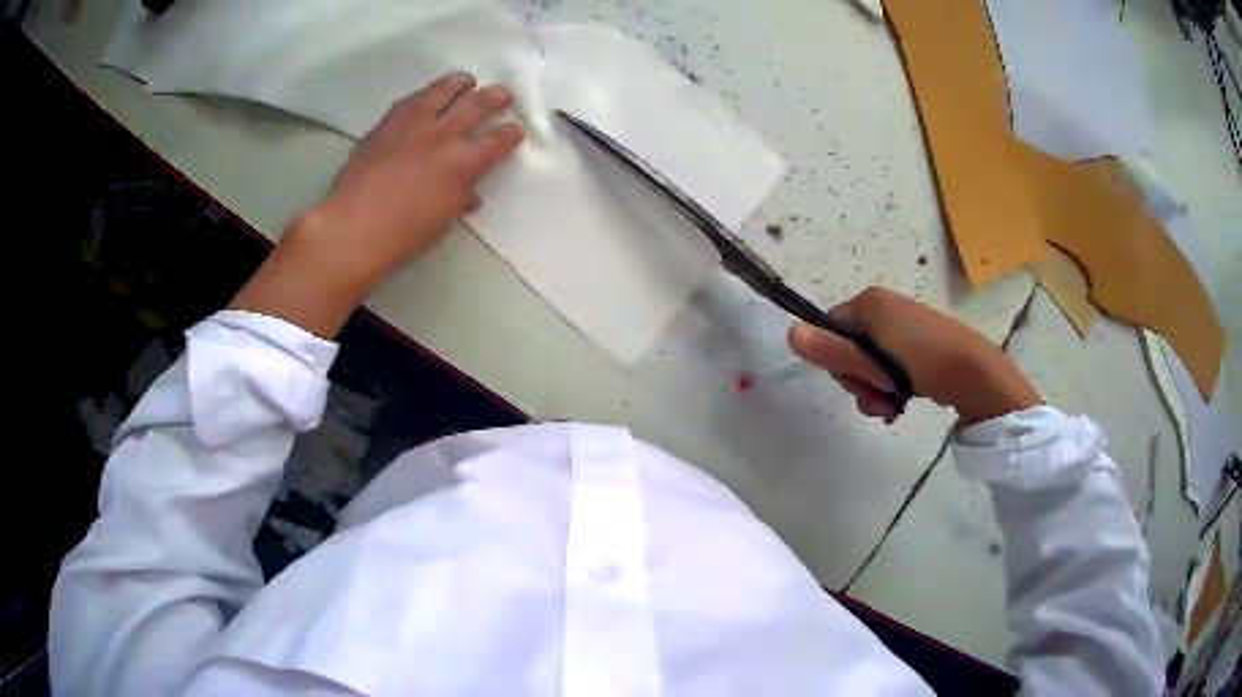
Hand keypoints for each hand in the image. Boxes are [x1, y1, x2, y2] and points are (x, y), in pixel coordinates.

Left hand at [233, 72, 524, 336]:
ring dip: (460, 83)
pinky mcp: (386, 123)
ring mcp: (413, 124)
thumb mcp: (442, 221)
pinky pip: (411, 99)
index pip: (499, 140)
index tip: (514, 131)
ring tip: (466, 81)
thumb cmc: (402, 235)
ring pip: (443, 90)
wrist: (353, 226)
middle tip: (502, 94)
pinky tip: (426, 96)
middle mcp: (443, 135)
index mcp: (463, 165)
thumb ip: (459, 199)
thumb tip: (468, 192)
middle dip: (494, 97)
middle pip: (477, 105)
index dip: (511, 133)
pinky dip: (425, 94)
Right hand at [788, 287, 1041, 424]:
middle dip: (858, 380)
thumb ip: (831, 351)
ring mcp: (901, 324)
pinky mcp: (915, 342)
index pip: (830, 330)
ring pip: (869, 361)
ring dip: (873, 389)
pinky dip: (889, 385)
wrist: (972, 371)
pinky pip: (888, 363)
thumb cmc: (920, 362)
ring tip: (889, 407)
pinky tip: (899, 402)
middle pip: (849, 348)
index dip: (836, 362)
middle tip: (876, 399)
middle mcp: (882, 307)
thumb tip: (790, 333)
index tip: (856, 384)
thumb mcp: (872, 362)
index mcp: (869, 302)